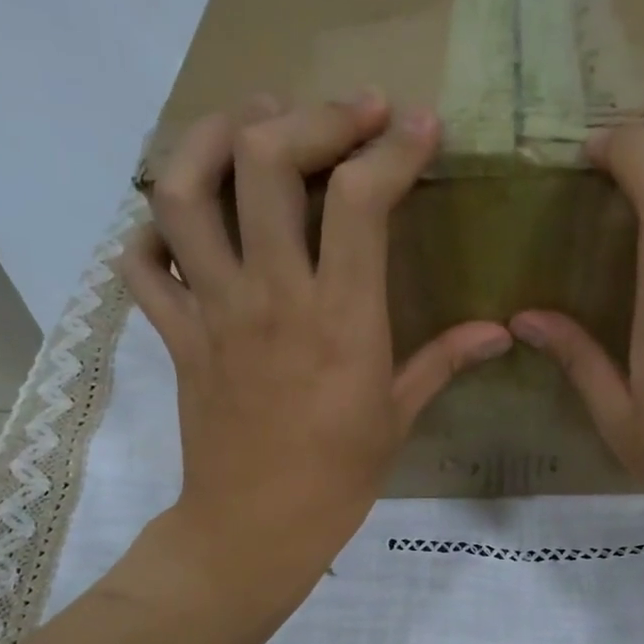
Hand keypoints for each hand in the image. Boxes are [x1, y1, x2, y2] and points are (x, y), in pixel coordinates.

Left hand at [121, 93, 510, 587]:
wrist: (256, 529)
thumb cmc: (338, 480)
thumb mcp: (399, 418)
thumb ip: (445, 361)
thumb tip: (501, 331)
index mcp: (341, 320)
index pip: (360, 200)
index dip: (392, 147)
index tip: (418, 127)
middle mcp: (271, 298)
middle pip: (263, 163)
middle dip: (308, 117)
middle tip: (344, 114)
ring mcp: (213, 313)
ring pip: (183, 193)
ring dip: (211, 138)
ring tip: (249, 123)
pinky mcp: (177, 336)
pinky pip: (142, 266)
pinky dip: (151, 231)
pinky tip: (182, 222)